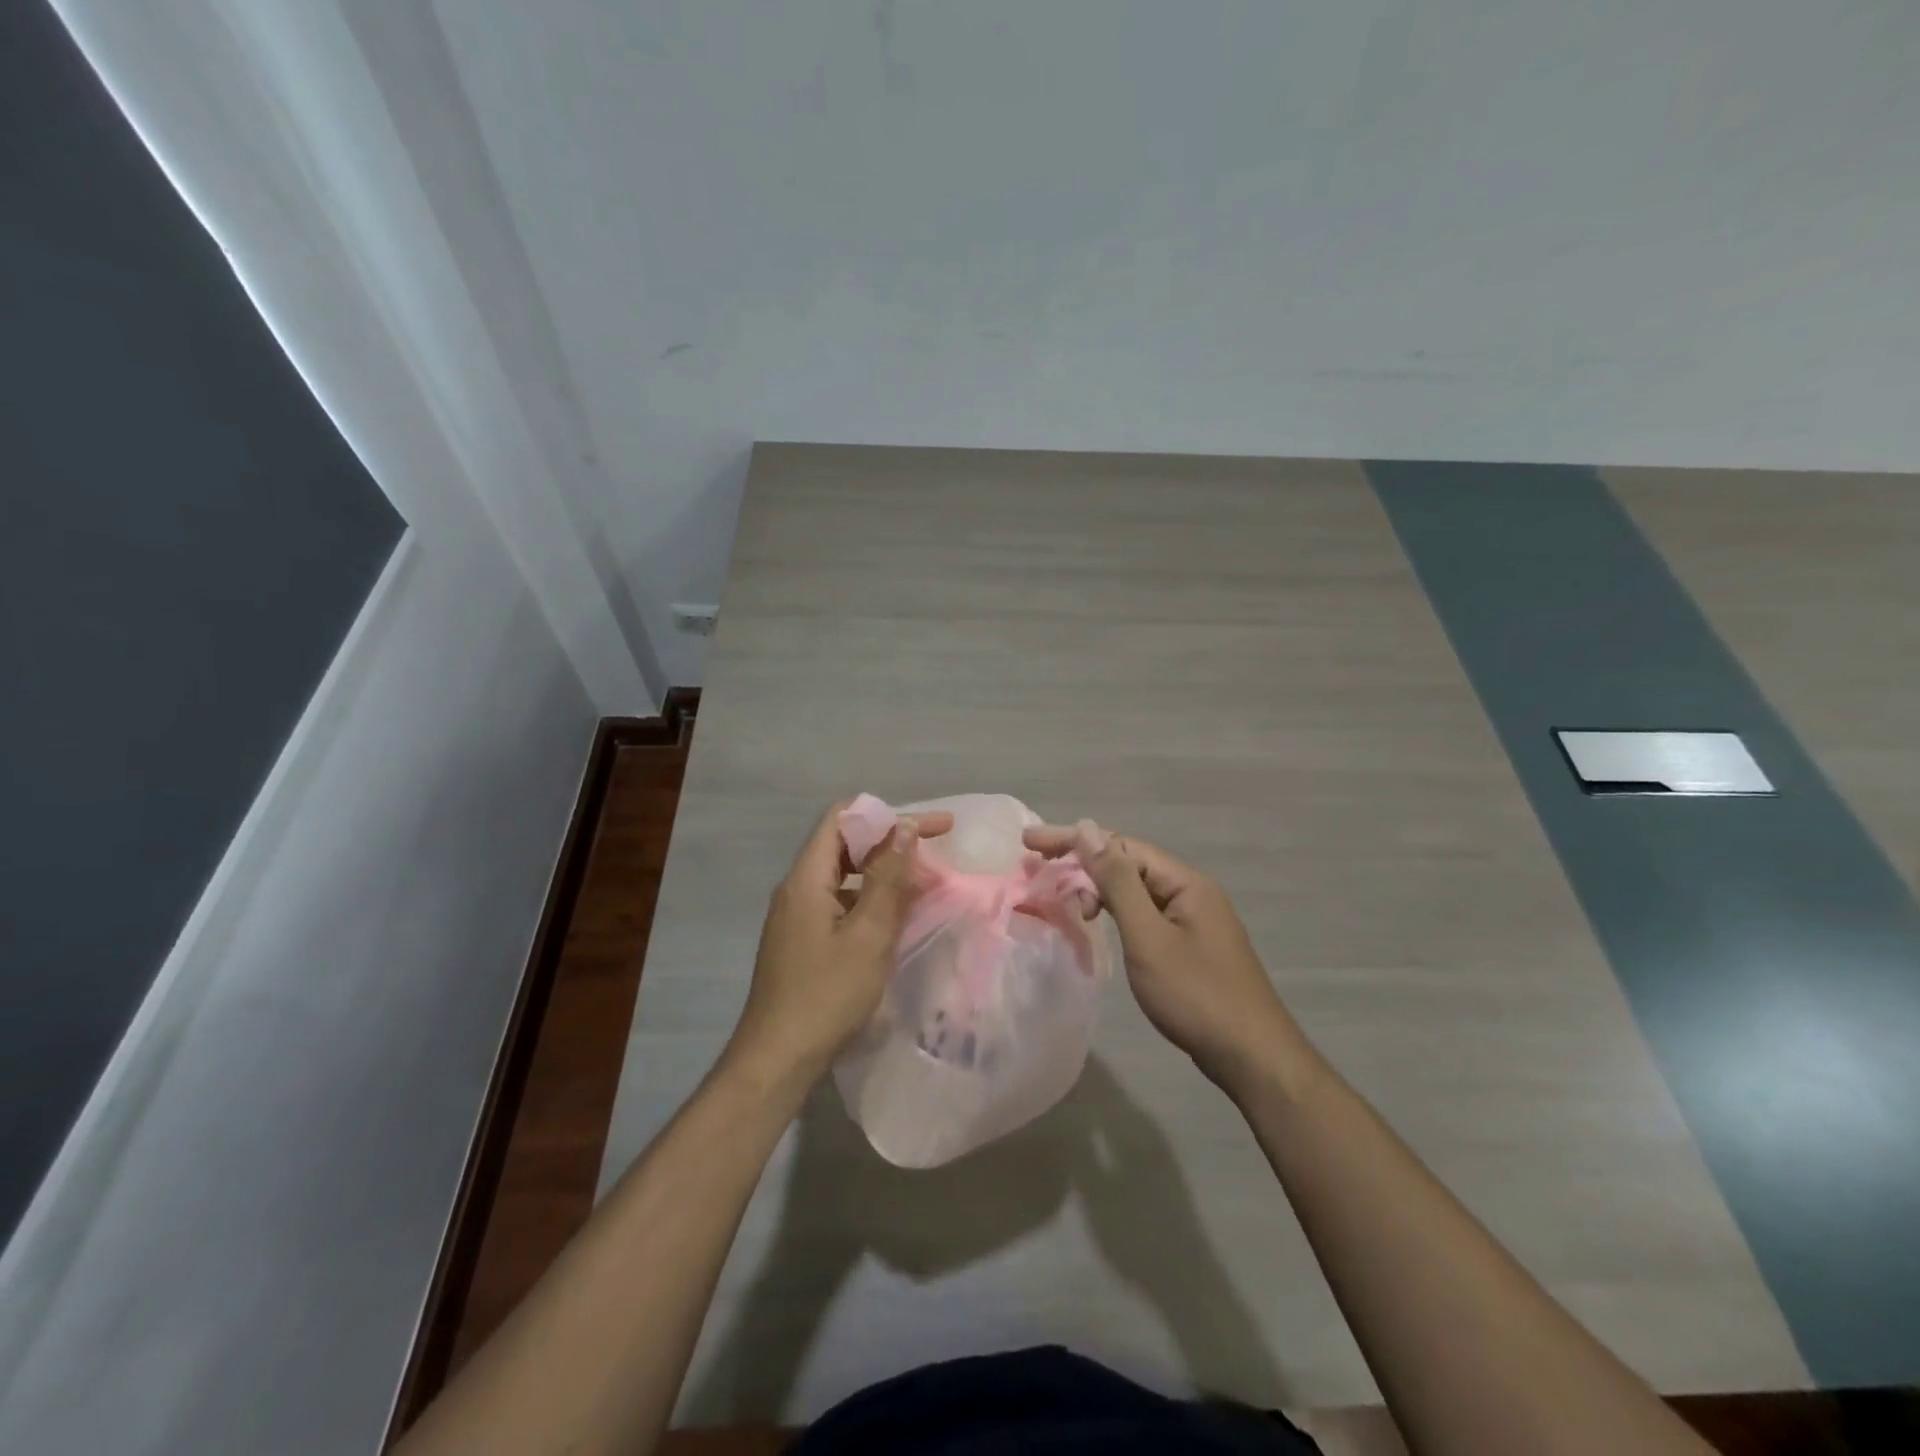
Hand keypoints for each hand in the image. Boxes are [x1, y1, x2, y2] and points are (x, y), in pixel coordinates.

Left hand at [723, 801, 954, 1094]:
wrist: (777, 1061)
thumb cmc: (826, 996)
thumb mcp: (868, 935)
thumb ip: (888, 879)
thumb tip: (904, 827)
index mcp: (806, 878)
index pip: (841, 818)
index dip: (886, 814)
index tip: (929, 827)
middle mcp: (796, 889)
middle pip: (843, 844)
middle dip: (890, 842)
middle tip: (935, 852)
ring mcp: (797, 917)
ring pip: (844, 876)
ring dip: (883, 873)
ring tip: (924, 884)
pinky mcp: (802, 941)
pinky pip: (840, 903)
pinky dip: (870, 901)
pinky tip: (896, 920)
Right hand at [1024, 821, 1311, 1096]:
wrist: (1252, 1058)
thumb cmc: (1196, 995)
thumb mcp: (1148, 936)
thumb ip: (1117, 882)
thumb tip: (1088, 829)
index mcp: (1185, 882)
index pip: (1121, 845)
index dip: (1074, 840)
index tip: (1031, 843)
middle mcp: (1190, 891)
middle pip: (1128, 862)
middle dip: (1081, 861)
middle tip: (1035, 863)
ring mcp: (1192, 919)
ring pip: (1135, 889)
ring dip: (1097, 887)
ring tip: (1063, 899)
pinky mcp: (1188, 945)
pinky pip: (1144, 913)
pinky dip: (1115, 911)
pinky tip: (1096, 921)